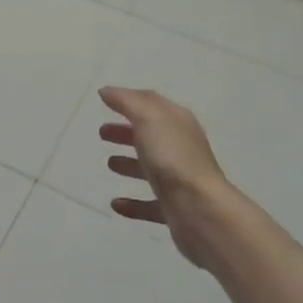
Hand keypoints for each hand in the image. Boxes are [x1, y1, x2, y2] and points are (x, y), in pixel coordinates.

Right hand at [98, 86, 236, 269]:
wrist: (200, 210)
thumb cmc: (173, 158)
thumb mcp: (149, 119)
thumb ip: (127, 102)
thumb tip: (107, 91)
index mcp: (178, 123)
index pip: (152, 103)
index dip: (129, 99)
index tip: (105, 100)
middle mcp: (180, 148)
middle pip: (150, 135)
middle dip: (126, 131)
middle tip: (102, 133)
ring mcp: (178, 180)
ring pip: (150, 168)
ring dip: (129, 164)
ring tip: (109, 163)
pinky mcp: (174, 208)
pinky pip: (149, 204)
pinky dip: (132, 203)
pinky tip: (116, 204)